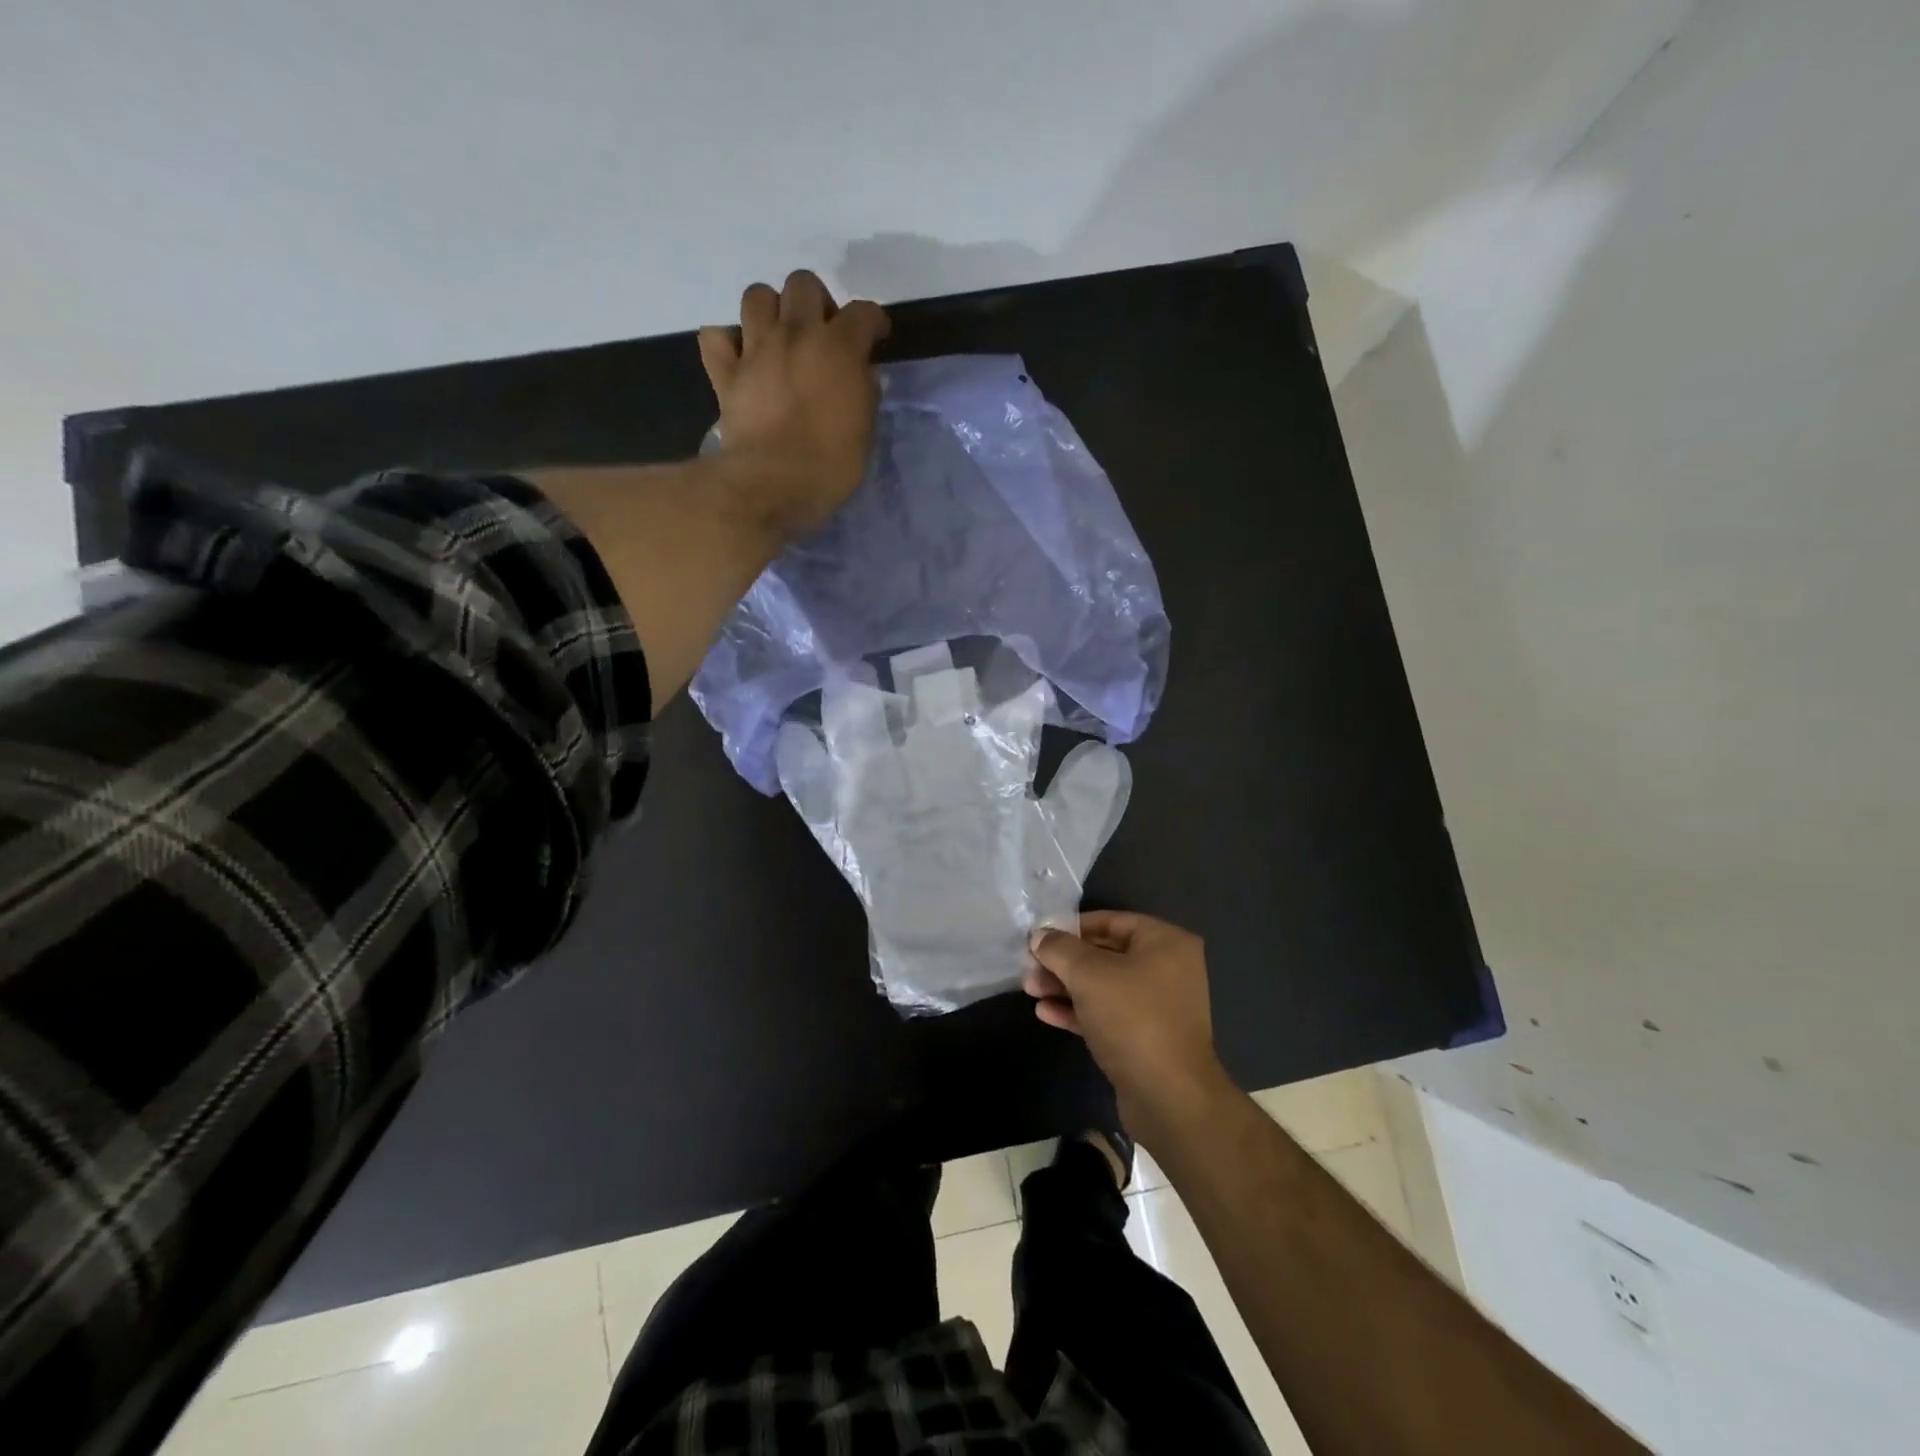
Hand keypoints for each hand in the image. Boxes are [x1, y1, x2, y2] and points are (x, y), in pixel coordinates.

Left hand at [697, 270, 889, 543]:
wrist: (773, 485)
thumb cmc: (830, 465)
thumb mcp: (865, 432)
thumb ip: (864, 394)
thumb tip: (862, 375)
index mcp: (839, 348)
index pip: (863, 312)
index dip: (872, 322)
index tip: (875, 338)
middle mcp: (796, 335)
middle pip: (803, 284)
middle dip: (816, 302)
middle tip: (822, 333)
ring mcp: (756, 350)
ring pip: (757, 296)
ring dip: (771, 310)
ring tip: (780, 338)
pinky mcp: (726, 374)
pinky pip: (716, 337)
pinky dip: (727, 342)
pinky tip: (740, 358)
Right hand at [1025, 911, 1232, 1140]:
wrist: (1169, 1098)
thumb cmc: (1132, 1019)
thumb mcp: (1088, 975)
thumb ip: (1059, 949)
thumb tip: (1039, 935)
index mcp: (1165, 943)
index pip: (1111, 921)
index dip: (1071, 927)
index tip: (1039, 937)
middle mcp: (1167, 969)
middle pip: (1104, 954)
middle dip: (1063, 962)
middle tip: (1029, 968)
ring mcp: (1158, 1006)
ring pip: (1103, 986)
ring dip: (1065, 986)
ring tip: (1030, 990)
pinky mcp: (1145, 1039)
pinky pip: (1107, 1014)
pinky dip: (1078, 1011)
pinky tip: (1045, 1013)